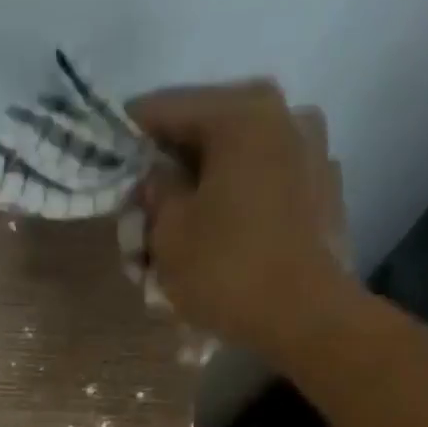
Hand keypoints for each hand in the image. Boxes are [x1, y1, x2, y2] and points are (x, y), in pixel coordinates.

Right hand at [127, 79, 356, 364]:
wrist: (305, 317)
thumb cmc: (227, 269)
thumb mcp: (168, 233)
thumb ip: (154, 193)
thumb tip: (157, 178)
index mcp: (242, 112)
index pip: (165, 108)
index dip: (128, 136)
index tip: (106, 160)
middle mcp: (284, 116)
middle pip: (203, 141)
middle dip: (166, 183)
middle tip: (138, 224)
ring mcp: (310, 155)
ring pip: (233, 172)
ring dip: (199, 204)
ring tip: (172, 253)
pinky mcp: (321, 196)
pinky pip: (261, 195)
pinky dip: (233, 217)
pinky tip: (215, 253)